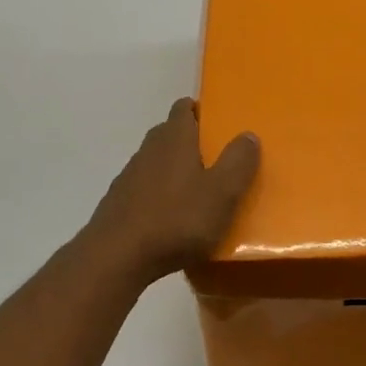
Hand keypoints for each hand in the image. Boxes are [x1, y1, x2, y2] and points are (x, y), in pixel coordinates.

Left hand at [85, 100, 260, 285]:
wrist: (117, 257)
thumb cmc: (177, 220)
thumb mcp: (222, 193)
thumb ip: (238, 162)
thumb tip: (248, 134)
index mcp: (175, 139)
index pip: (184, 108)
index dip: (199, 110)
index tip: (217, 123)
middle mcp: (149, 149)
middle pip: (169, 133)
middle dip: (190, 141)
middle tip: (215, 159)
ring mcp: (129, 176)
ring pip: (156, 162)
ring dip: (174, 170)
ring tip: (197, 192)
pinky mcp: (118, 203)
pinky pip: (144, 189)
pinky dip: (159, 195)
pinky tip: (171, 219)